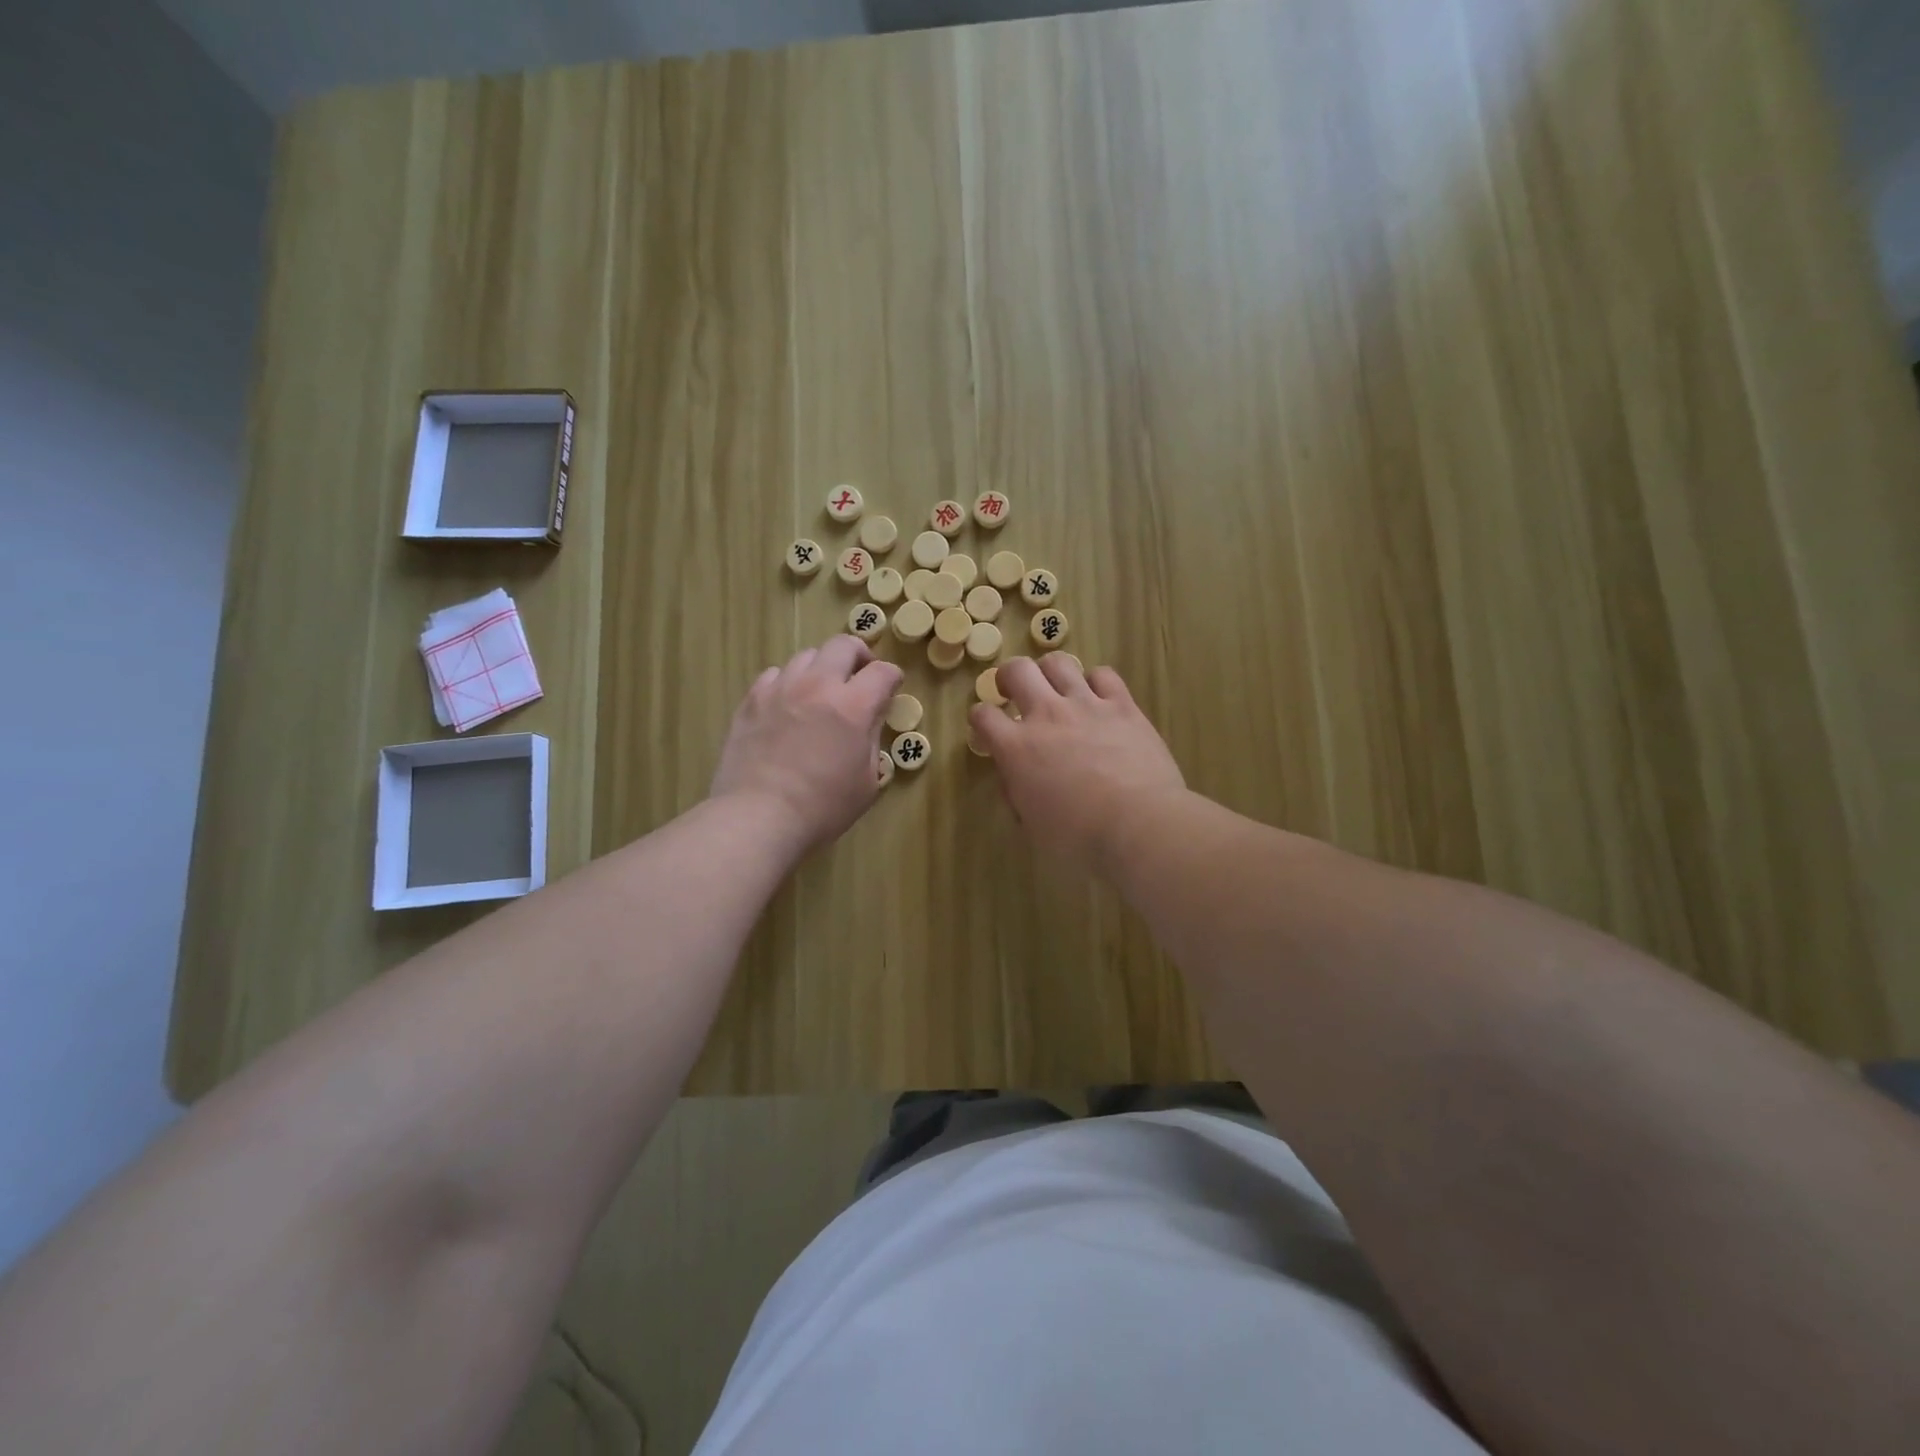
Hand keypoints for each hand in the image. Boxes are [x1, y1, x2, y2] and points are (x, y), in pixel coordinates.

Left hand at [711, 636, 902, 848]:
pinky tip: (787, 705)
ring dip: (821, 668)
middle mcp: (817, 686)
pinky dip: (788, 682)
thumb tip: (870, 718)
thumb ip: (872, 740)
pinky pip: (774, 675)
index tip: (891, 688)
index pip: (883, 672)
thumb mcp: (867, 782)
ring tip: (821, 691)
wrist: (759, 817)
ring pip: (806, 656)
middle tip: (860, 676)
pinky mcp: (751, 700)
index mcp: (853, 706)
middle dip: (859, 656)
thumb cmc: (822, 808)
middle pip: (843, 645)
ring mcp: (780, 689)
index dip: (892, 677)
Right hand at [970, 655, 1186, 874]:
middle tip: (1013, 690)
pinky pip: (1103, 674)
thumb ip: (1017, 793)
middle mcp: (1046, 715)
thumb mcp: (1032, 825)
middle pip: (1017, 670)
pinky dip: (1095, 682)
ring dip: (1049, 672)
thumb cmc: (1079, 837)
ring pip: (1058, 663)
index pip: (983, 715)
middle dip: (1008, 676)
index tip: (986, 727)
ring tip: (1054, 688)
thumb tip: (1015, 777)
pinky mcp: (1122, 705)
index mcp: (1017, 748)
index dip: (980, 718)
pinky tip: (1097, 697)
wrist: (1138, 824)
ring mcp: (1086, 705)